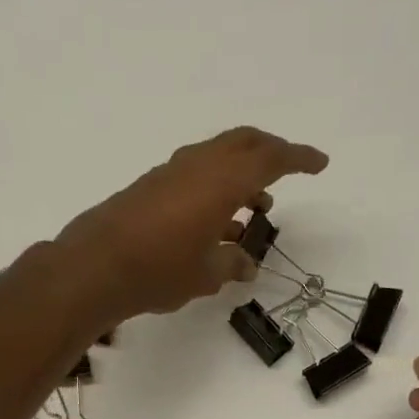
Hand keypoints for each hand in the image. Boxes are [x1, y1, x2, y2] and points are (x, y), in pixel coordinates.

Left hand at [56, 127, 328, 318]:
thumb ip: (232, 265)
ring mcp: (174, 171)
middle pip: (245, 142)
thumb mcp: (206, 275)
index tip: (320, 163)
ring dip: (243, 172)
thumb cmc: (161, 270)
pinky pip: (199, 172)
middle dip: (272, 152)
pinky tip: (219, 220)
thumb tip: (245, 264)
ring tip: (256, 208)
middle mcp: (200, 166)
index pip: (271, 159)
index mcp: (223, 182)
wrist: (98, 266)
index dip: (298, 159)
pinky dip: (218, 185)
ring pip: (220, 155)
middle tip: (289, 169)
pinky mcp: (155, 184)